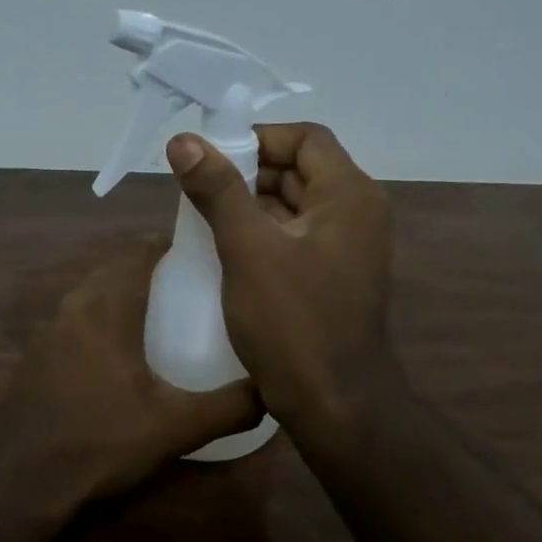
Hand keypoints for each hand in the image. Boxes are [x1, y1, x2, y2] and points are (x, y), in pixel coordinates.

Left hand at [0, 239, 260, 502]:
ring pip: (89, 294)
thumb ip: (230, 407)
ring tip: (155, 315)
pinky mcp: (33, 356)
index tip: (197, 253)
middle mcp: (73, 308)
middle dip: (146, 268)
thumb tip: (274, 391)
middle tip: (184, 285)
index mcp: (108, 309)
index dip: (167, 244)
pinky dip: (96, 320)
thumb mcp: (176, 427)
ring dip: (119, 293)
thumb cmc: (101, 441)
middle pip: (113, 269)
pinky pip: (72, 320)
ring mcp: (46, 331)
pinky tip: (114, 355)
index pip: (138, 252)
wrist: (21, 479)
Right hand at [166, 122, 395, 430]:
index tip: (212, 155)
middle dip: (248, 172)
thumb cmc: (293, 322)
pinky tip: (227, 249)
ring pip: (296, 206)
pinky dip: (264, 234)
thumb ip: (218, 190)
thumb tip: (184, 141)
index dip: (258, 137)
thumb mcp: (249, 250)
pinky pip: (297, 238)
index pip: (306, 138)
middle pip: (300, 169)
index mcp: (349, 195)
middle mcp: (357, 213)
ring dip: (253, 204)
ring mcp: (349, 248)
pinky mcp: (335, 278)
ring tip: (205, 216)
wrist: (335, 404)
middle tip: (199, 187)